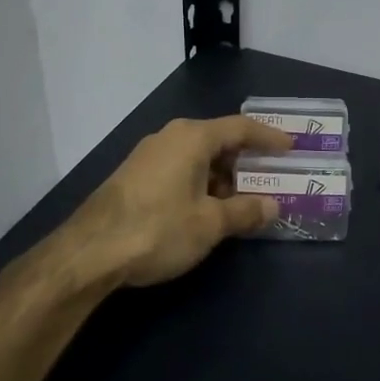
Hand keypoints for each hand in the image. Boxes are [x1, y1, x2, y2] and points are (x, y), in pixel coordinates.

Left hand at [68, 115, 291, 287]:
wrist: (89, 252)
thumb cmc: (159, 229)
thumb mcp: (210, 224)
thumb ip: (245, 212)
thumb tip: (272, 206)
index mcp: (192, 138)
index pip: (241, 127)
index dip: (268, 137)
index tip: (290, 148)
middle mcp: (170, 137)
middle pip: (218, 141)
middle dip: (246, 162)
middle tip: (270, 179)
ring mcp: (148, 156)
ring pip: (197, 158)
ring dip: (222, 178)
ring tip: (242, 203)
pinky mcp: (134, 177)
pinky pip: (179, 171)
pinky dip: (200, 184)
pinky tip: (206, 211)